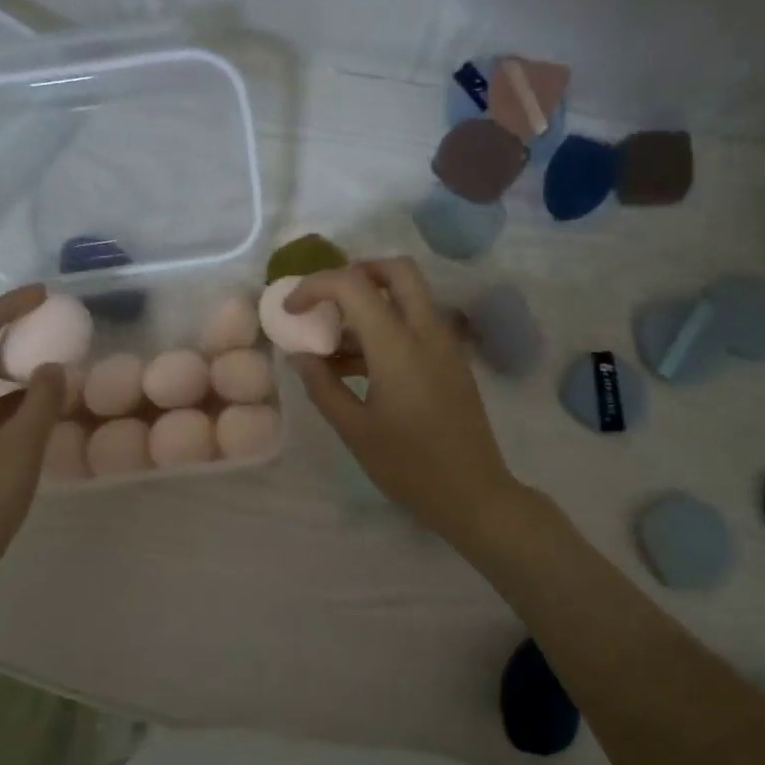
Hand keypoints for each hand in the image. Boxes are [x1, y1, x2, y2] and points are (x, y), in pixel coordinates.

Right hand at [287, 258, 527, 547]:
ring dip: (372, 303)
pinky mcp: (452, 361)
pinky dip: (388, 326)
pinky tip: (360, 365)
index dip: (316, 286)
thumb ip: (322, 386)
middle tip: (327, 302)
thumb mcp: (354, 430)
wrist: (472, 493)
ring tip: (334, 344)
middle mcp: (427, 332)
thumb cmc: (408, 466)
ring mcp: (446, 345)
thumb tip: (300, 355)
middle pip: (397, 271)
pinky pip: (418, 323)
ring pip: (410, 296)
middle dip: (357, 273)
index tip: (291, 309)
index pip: (354, 286)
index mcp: (399, 346)